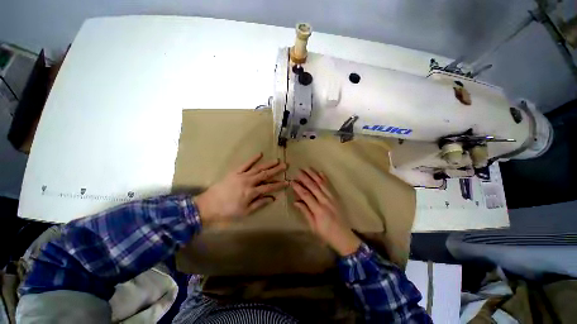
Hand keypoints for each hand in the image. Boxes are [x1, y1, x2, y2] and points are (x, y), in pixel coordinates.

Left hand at [195, 153, 287, 223]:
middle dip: (277, 170)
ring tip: (277, 160)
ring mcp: (242, 175)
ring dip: (268, 164)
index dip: (279, 185)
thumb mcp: (245, 212)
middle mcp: (249, 182)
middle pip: (266, 175)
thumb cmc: (228, 211)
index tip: (287, 181)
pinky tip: (260, 154)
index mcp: (252, 192)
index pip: (269, 187)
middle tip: (285, 165)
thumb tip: (273, 198)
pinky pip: (245, 164)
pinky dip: (253, 159)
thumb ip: (260, 204)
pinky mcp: (235, 172)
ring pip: (258, 168)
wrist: (208, 205)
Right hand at [291, 168, 361, 255]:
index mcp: (318, 210)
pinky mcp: (337, 197)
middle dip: (305, 178)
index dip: (298, 187)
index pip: (306, 195)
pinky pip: (330, 186)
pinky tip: (320, 172)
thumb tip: (295, 201)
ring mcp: (332, 198)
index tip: (292, 181)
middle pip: (313, 187)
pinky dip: (325, 178)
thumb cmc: (325, 233)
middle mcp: (325, 201)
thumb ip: (305, 212)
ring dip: (314, 175)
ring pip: (321, 184)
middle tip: (298, 171)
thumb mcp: (313, 226)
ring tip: (307, 168)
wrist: (343, 236)